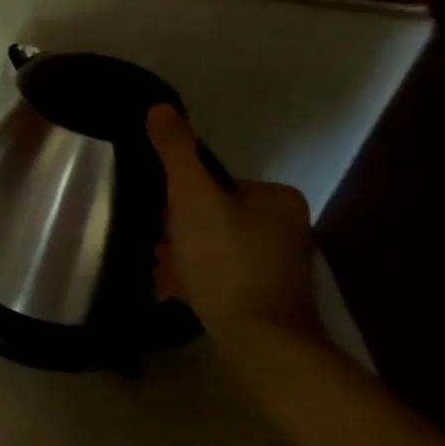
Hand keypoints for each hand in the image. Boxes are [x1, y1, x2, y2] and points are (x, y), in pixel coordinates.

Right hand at [146, 105, 318, 338]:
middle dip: (176, 234)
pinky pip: (216, 272)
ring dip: (178, 257)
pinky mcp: (264, 292)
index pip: (208, 184)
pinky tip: (178, 291)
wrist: (261, 339)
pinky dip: (193, 278)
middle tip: (165, 252)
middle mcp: (284, 226)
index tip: (167, 224)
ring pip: (206, 245)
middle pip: (205, 215)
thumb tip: (160, 106)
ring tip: (170, 276)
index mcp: (275, 199)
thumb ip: (176, 152)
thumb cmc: (226, 261)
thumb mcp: (192, 198)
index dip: (178, 202)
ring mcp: (275, 262)